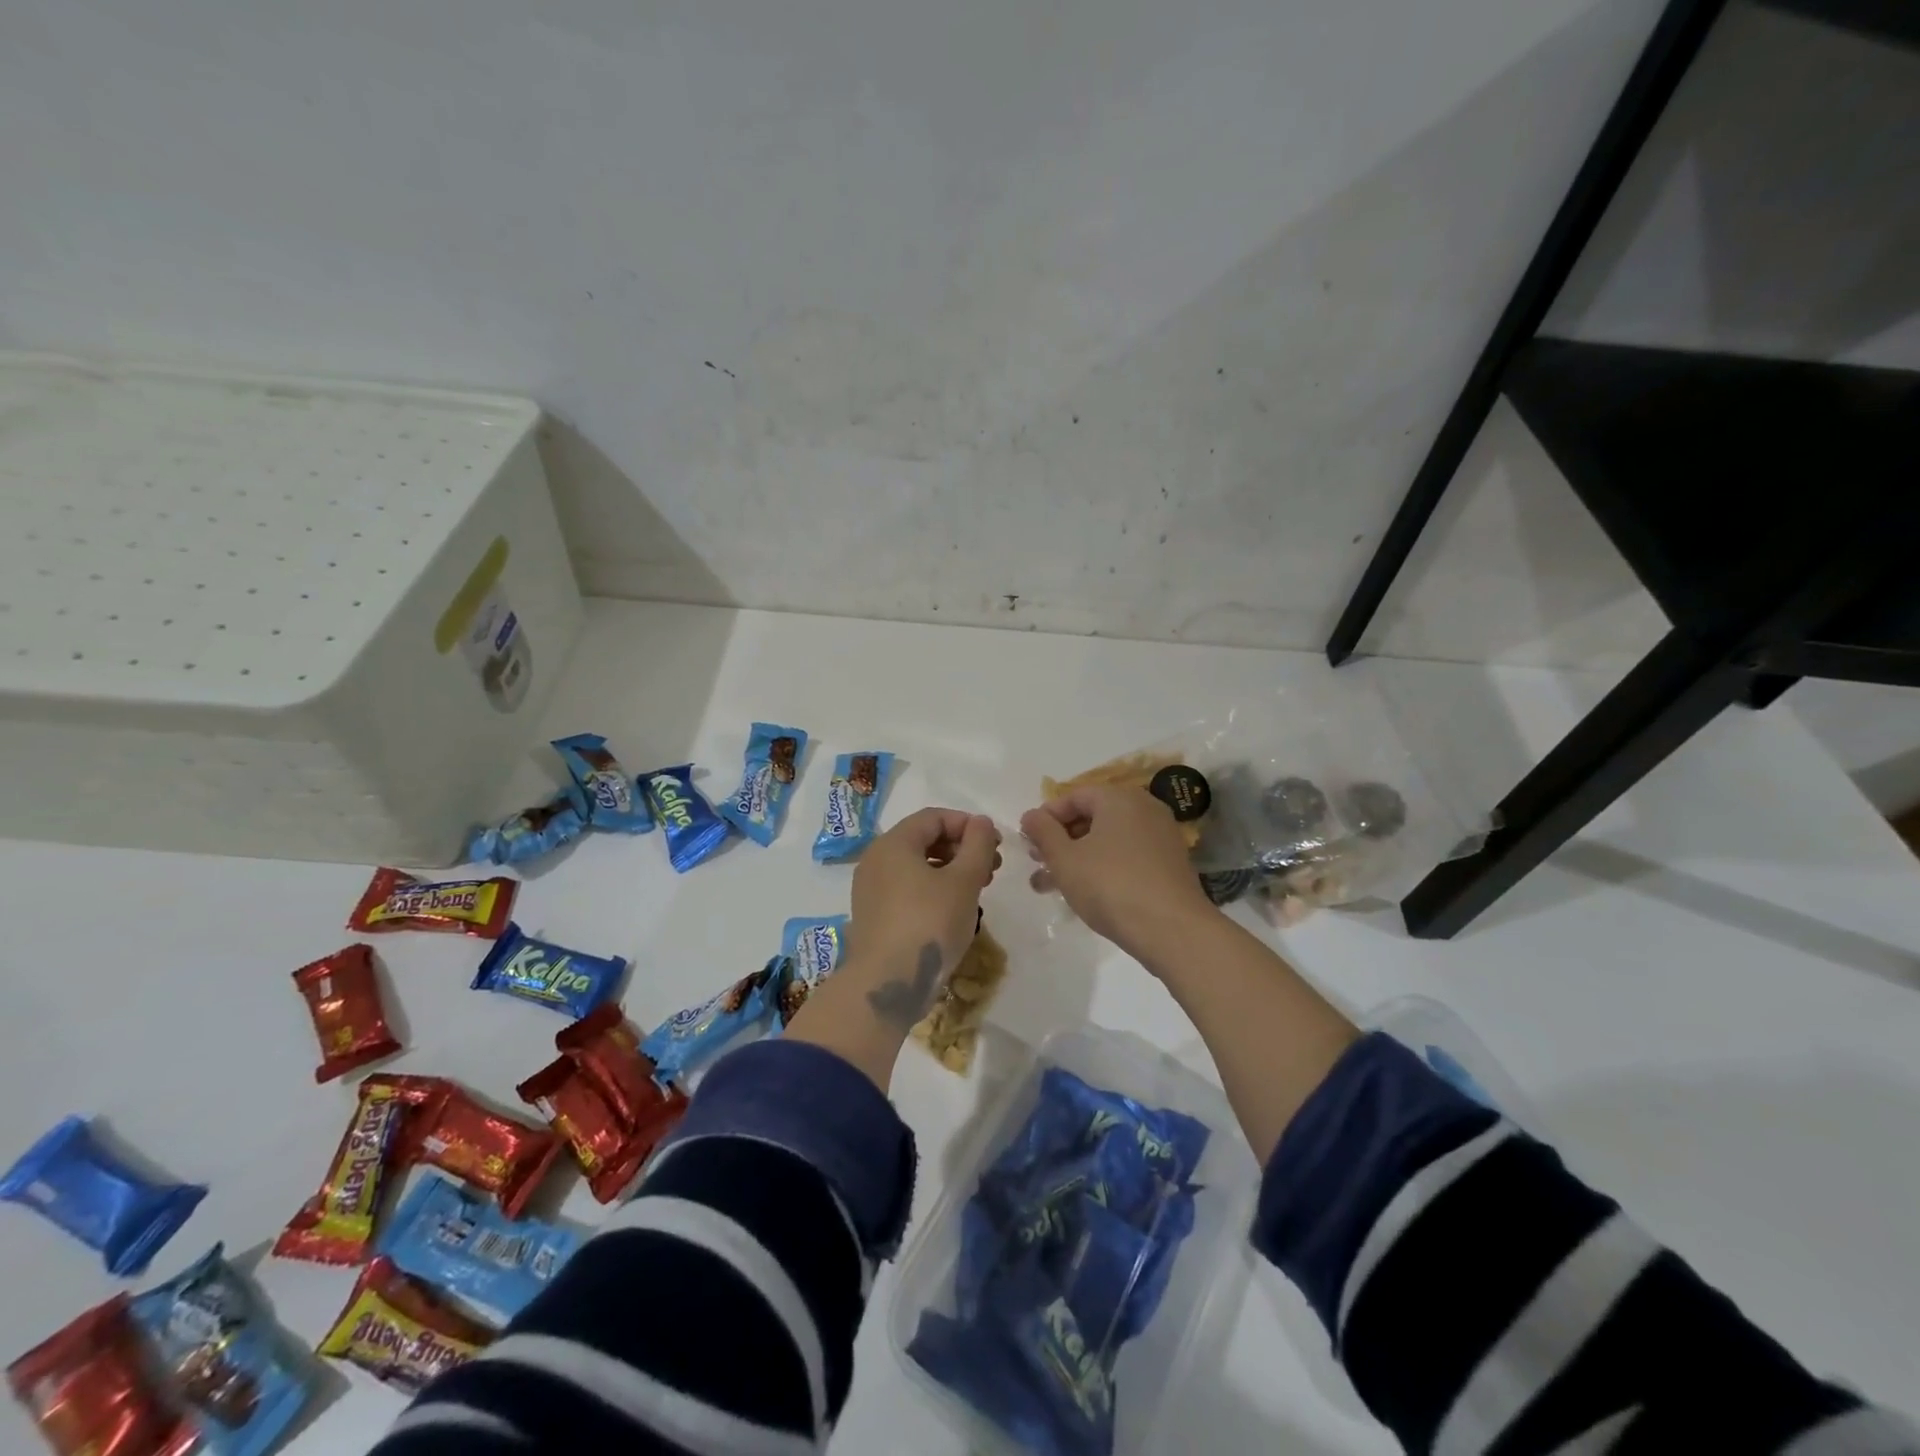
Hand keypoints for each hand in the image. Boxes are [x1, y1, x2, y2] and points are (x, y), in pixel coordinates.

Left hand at [846, 808, 1001, 1030]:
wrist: (887, 984)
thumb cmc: (929, 924)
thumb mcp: (964, 882)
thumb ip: (978, 846)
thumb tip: (982, 822)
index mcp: (893, 843)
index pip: (933, 817)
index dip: (968, 825)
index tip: (995, 845)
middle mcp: (876, 860)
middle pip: (923, 840)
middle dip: (961, 849)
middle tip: (992, 869)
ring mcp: (870, 890)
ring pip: (916, 867)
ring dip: (950, 871)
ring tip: (978, 891)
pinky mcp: (873, 916)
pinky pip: (906, 889)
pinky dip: (932, 890)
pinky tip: (953, 910)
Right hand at [1021, 785, 1215, 959]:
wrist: (1173, 930)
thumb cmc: (1110, 886)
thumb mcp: (1065, 859)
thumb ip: (1043, 832)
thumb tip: (1030, 815)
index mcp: (1119, 798)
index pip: (1074, 796)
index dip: (1046, 817)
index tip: (1027, 842)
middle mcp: (1144, 809)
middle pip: (1092, 817)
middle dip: (1060, 840)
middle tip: (1037, 863)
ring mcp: (1161, 837)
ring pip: (1108, 840)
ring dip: (1077, 858)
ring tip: (1049, 886)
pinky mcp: (1169, 864)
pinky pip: (1127, 856)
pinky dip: (1103, 867)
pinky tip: (1085, 893)